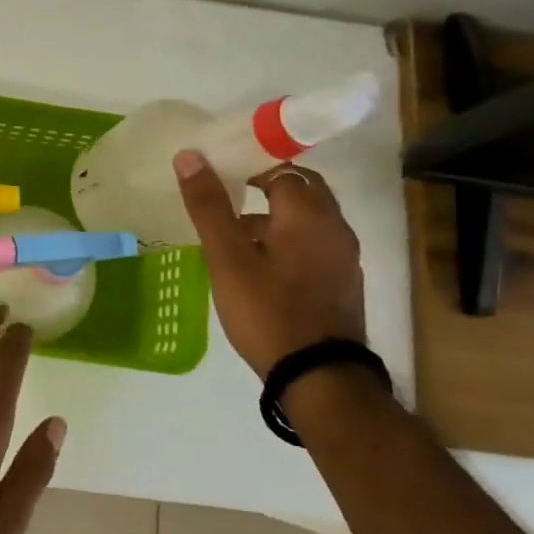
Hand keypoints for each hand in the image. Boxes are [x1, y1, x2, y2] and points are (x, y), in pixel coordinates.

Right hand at [173, 151, 366, 376]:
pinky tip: (262, 267)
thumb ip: (209, 207)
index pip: (281, 170)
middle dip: (267, 189)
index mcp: (308, 214)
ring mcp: (344, 257)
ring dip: (276, 217)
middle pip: (302, 190)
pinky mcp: (344, 283)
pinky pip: (315, 245)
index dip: (250, 167)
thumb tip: (189, 156)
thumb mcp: (227, 259)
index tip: (221, 176)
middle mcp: (335, 227)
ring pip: (309, 220)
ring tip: (235, 236)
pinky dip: (290, 241)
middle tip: (229, 198)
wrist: (319, 377)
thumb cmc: (268, 310)